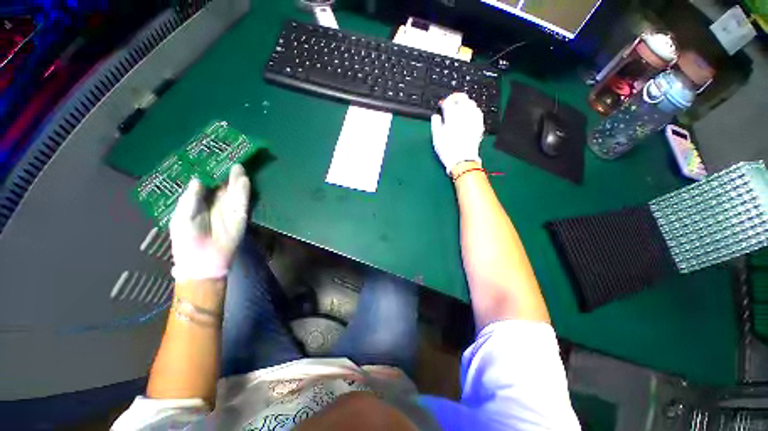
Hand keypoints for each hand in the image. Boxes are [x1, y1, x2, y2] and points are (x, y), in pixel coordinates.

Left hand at [169, 164, 250, 281]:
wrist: (202, 260)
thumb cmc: (186, 239)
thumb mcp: (181, 216)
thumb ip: (190, 198)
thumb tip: (199, 178)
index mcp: (200, 202)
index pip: (207, 183)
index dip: (209, 171)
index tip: (211, 157)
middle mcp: (216, 203)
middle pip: (223, 185)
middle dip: (226, 172)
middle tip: (229, 156)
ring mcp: (229, 210)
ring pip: (234, 191)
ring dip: (237, 179)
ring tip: (238, 165)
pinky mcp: (240, 217)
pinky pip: (242, 202)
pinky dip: (244, 191)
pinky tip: (243, 180)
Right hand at [430, 93, 484, 174]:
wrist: (462, 160)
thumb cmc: (448, 150)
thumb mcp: (436, 138)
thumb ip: (436, 124)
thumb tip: (435, 116)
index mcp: (451, 117)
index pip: (448, 102)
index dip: (444, 102)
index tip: (442, 105)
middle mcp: (464, 115)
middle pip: (462, 98)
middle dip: (456, 98)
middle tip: (452, 102)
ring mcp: (473, 119)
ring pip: (471, 103)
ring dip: (465, 102)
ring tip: (460, 107)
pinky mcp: (479, 125)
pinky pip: (478, 111)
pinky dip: (473, 109)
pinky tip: (470, 113)